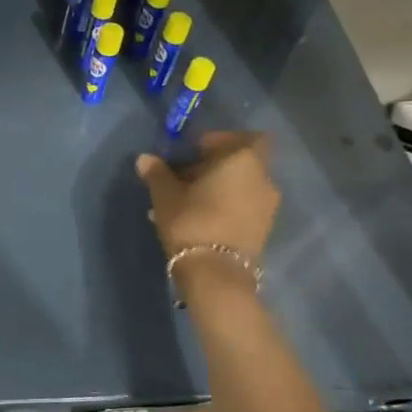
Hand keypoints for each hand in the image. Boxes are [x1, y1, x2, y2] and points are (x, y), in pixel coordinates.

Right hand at [136, 132, 279, 268]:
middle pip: (240, 163)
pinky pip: (242, 207)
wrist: (216, 274)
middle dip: (213, 167)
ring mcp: (267, 207)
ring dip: (217, 188)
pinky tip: (197, 219)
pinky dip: (224, 206)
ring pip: (240, 187)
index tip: (193, 152)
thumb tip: (145, 159)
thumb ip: (157, 173)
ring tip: (185, 201)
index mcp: (244, 160)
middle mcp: (264, 179)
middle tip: (183, 177)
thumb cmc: (193, 220)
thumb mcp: (166, 194)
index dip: (220, 141)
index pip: (243, 137)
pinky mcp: (262, 230)